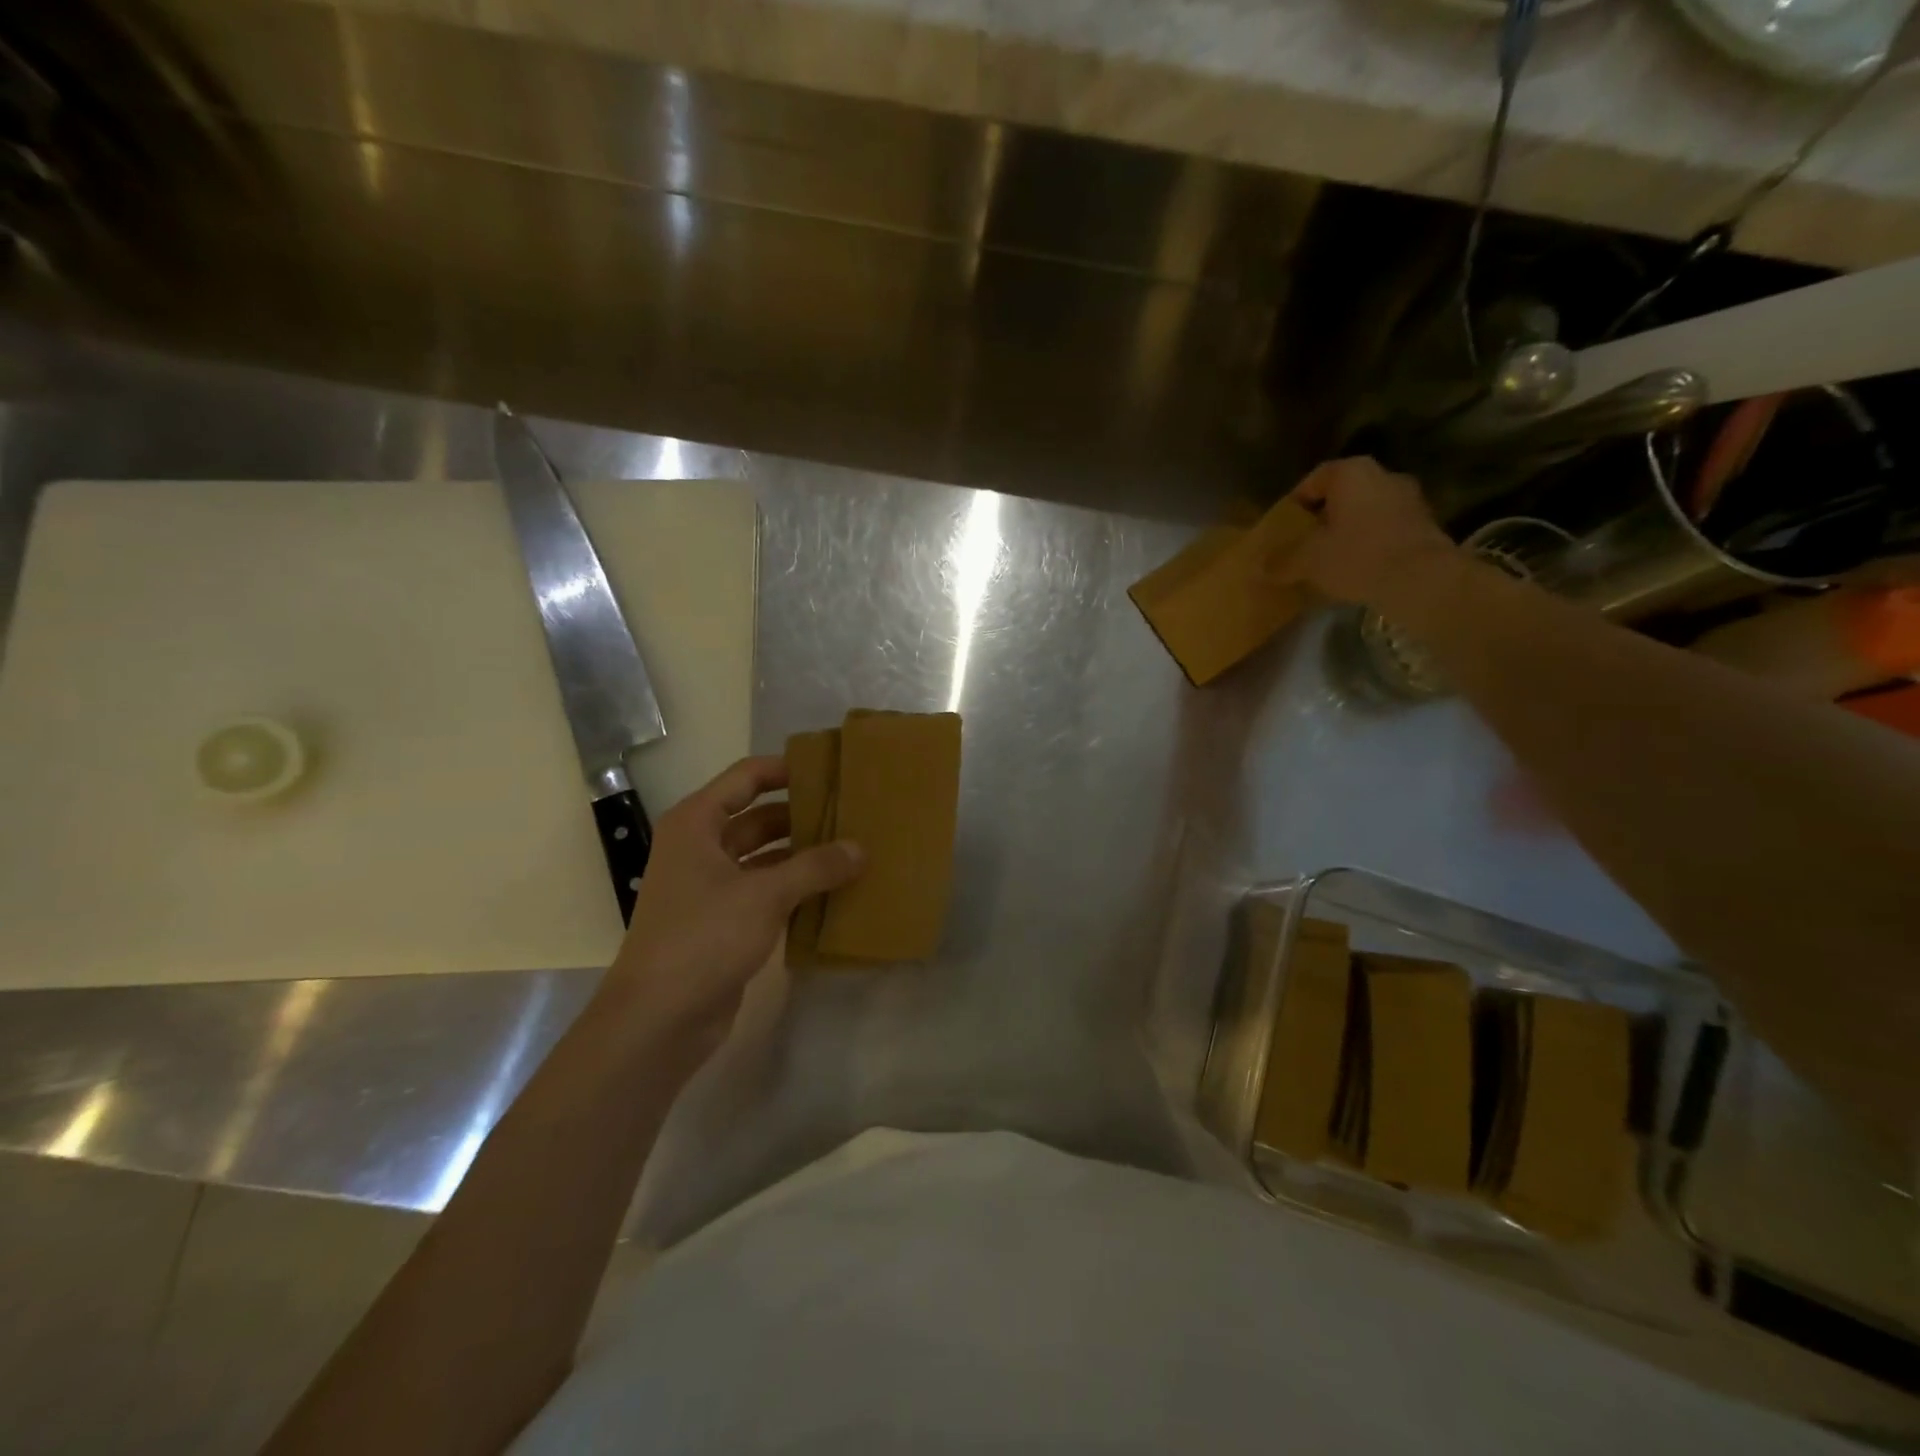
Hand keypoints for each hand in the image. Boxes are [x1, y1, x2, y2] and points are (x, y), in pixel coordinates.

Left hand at [600, 756, 862, 1058]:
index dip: (787, 769)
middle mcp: (701, 847)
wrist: (658, 1019)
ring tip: (853, 850)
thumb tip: (860, 848)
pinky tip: (835, 891)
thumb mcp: (764, 894)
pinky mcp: (724, 922)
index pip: (747, 777)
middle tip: (854, 813)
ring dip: (804, 855)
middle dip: (803, 815)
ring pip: (765, 857)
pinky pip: (767, 892)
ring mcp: (711, 887)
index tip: (832, 770)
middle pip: (759, 817)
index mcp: (697, 823)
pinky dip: (796, 889)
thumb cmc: (703, 938)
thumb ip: (816, 867)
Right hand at [1268, 457, 1456, 610]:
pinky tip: (1357, 568)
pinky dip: (1370, 544)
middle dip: (1323, 516)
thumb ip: (1282, 560)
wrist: (1422, 580)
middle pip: (1343, 494)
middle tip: (1304, 542)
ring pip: (1366, 511)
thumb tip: (1259, 567)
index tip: (1284, 525)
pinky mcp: (1425, 525)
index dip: (1296, 500)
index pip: (1315, 478)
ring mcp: (1410, 499)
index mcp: (1352, 473)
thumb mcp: (1308, 560)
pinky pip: (1386, 530)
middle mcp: (1384, 476)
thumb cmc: (1357, 556)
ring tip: (1329, 558)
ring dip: (1348, 530)